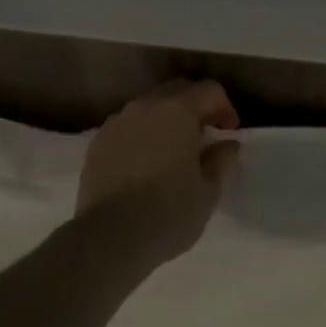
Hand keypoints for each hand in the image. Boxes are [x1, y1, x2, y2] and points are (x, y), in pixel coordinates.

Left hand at [76, 79, 240, 262]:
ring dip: (166, 120)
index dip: (225, 108)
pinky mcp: (97, 142)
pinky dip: (142, 135)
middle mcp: (145, 106)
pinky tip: (145, 164)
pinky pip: (127, 127)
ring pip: (149, 107)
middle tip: (204, 138)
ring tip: (173, 152)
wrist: (109, 236)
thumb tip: (228, 144)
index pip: (209, 90)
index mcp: (177, 110)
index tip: (228, 134)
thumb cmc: (168, 212)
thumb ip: (221, 160)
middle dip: (196, 108)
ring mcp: (117, 122)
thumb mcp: (208, 191)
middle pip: (177, 91)